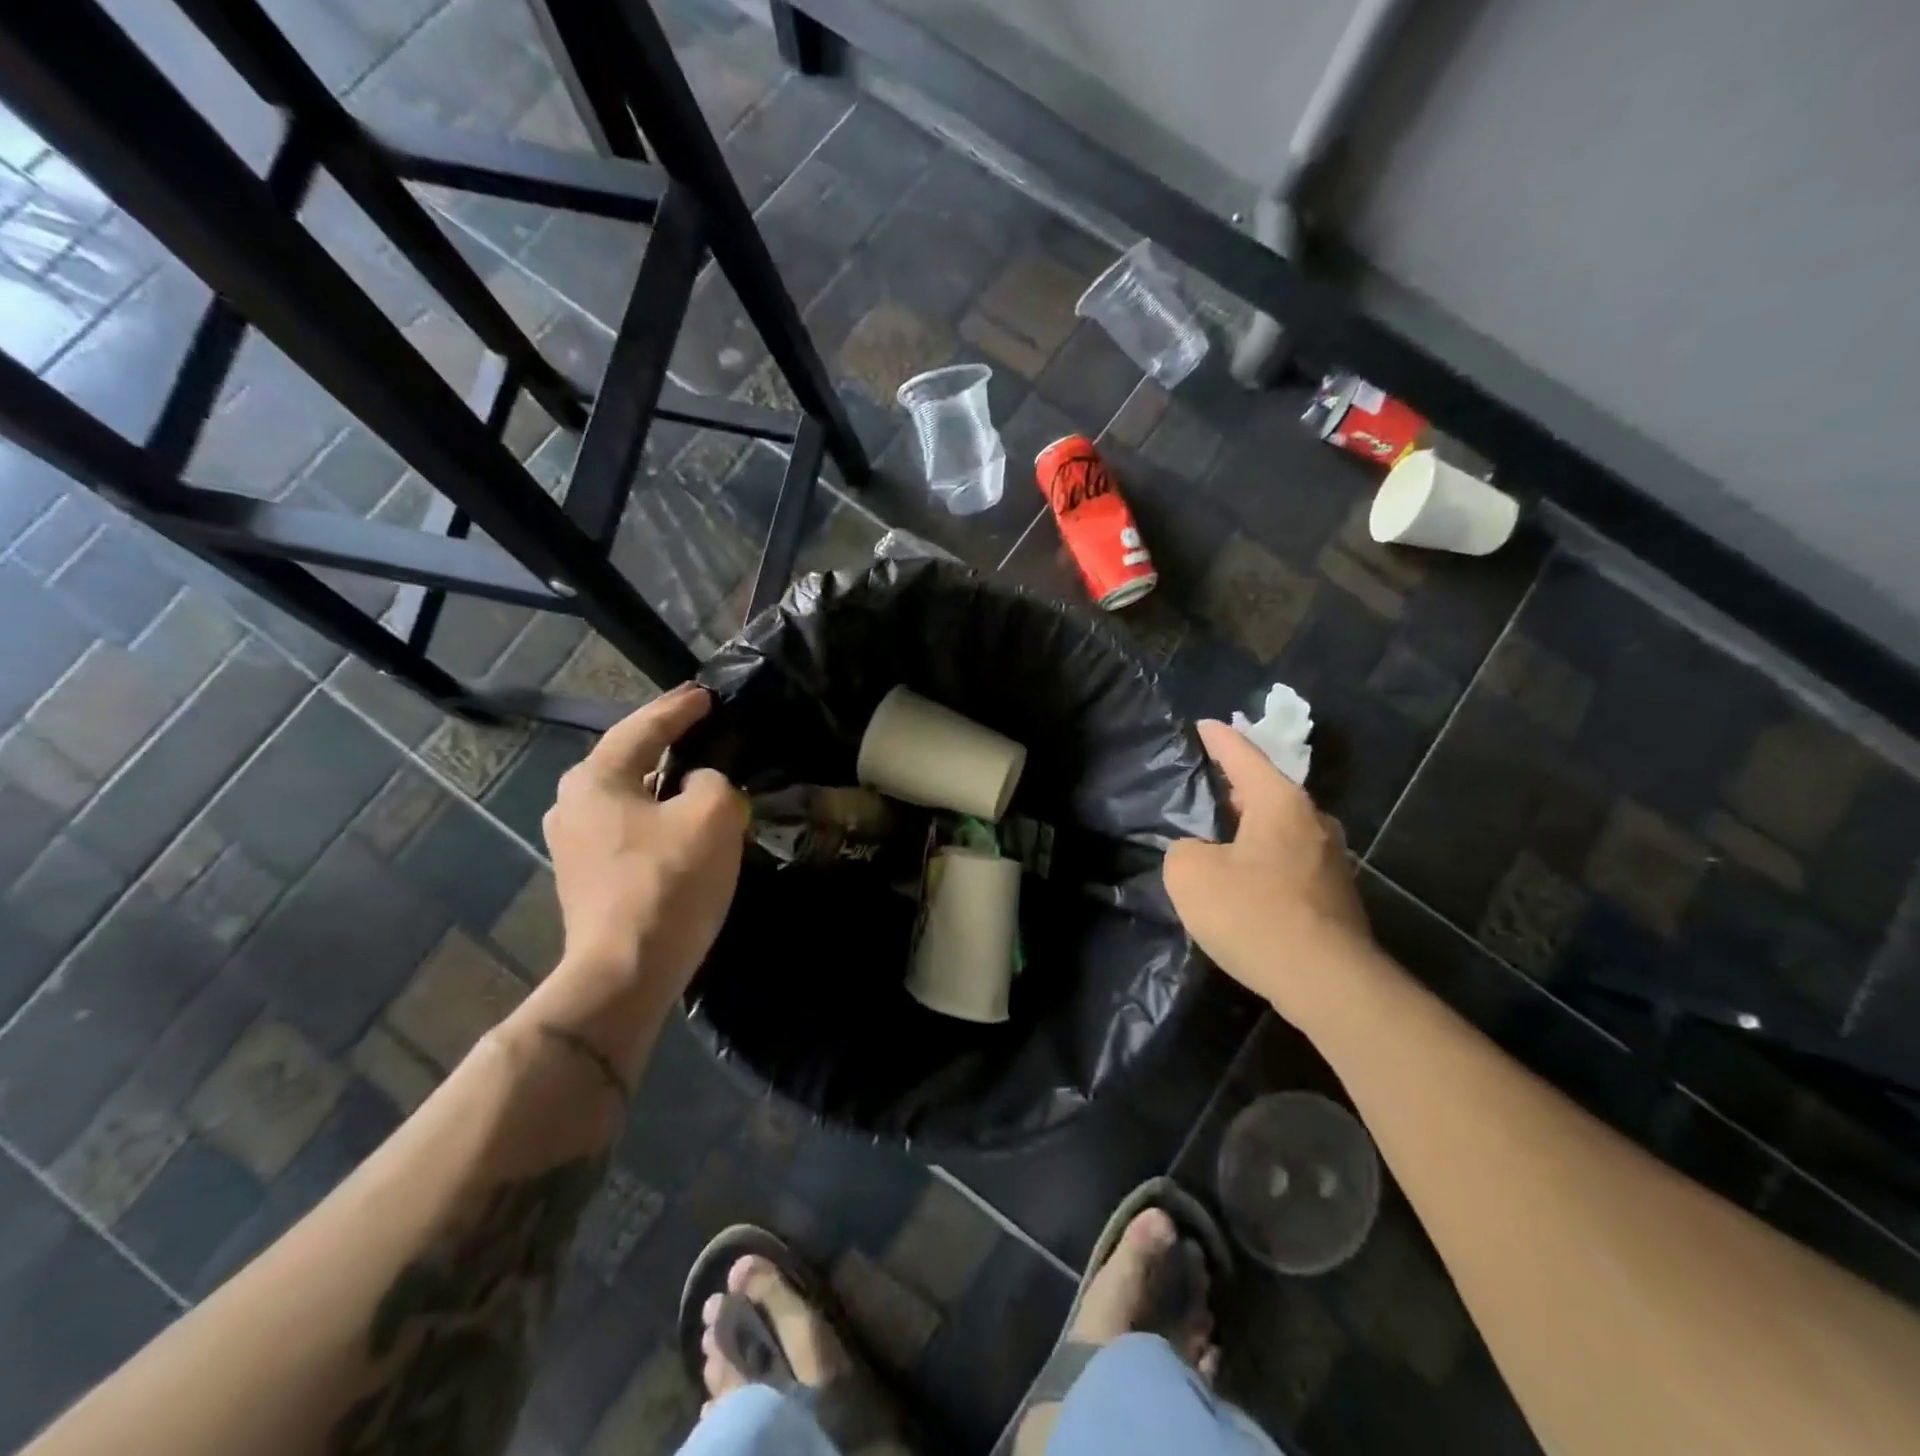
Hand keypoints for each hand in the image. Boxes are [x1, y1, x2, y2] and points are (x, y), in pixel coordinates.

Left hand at [543, 684, 747, 997]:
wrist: (627, 971)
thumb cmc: (669, 881)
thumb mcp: (712, 814)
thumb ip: (713, 780)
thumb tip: (697, 786)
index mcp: (595, 778)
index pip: (644, 727)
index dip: (680, 708)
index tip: (707, 694)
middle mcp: (571, 803)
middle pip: (627, 759)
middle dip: (664, 743)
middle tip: (701, 729)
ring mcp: (572, 844)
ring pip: (626, 797)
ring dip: (660, 784)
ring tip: (695, 775)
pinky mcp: (584, 877)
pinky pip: (626, 828)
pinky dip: (654, 816)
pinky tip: (678, 824)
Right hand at [1163, 719, 1372, 1014]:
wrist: (1327, 983)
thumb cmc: (1254, 914)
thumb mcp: (1191, 875)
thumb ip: (1183, 850)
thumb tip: (1199, 852)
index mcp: (1280, 802)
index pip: (1243, 755)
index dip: (1218, 739)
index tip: (1202, 725)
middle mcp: (1313, 821)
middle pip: (1266, 790)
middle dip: (1234, 785)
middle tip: (1201, 785)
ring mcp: (1331, 859)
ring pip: (1279, 828)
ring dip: (1249, 828)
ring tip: (1217, 834)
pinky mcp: (1335, 896)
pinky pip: (1288, 861)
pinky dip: (1262, 860)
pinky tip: (1242, 882)